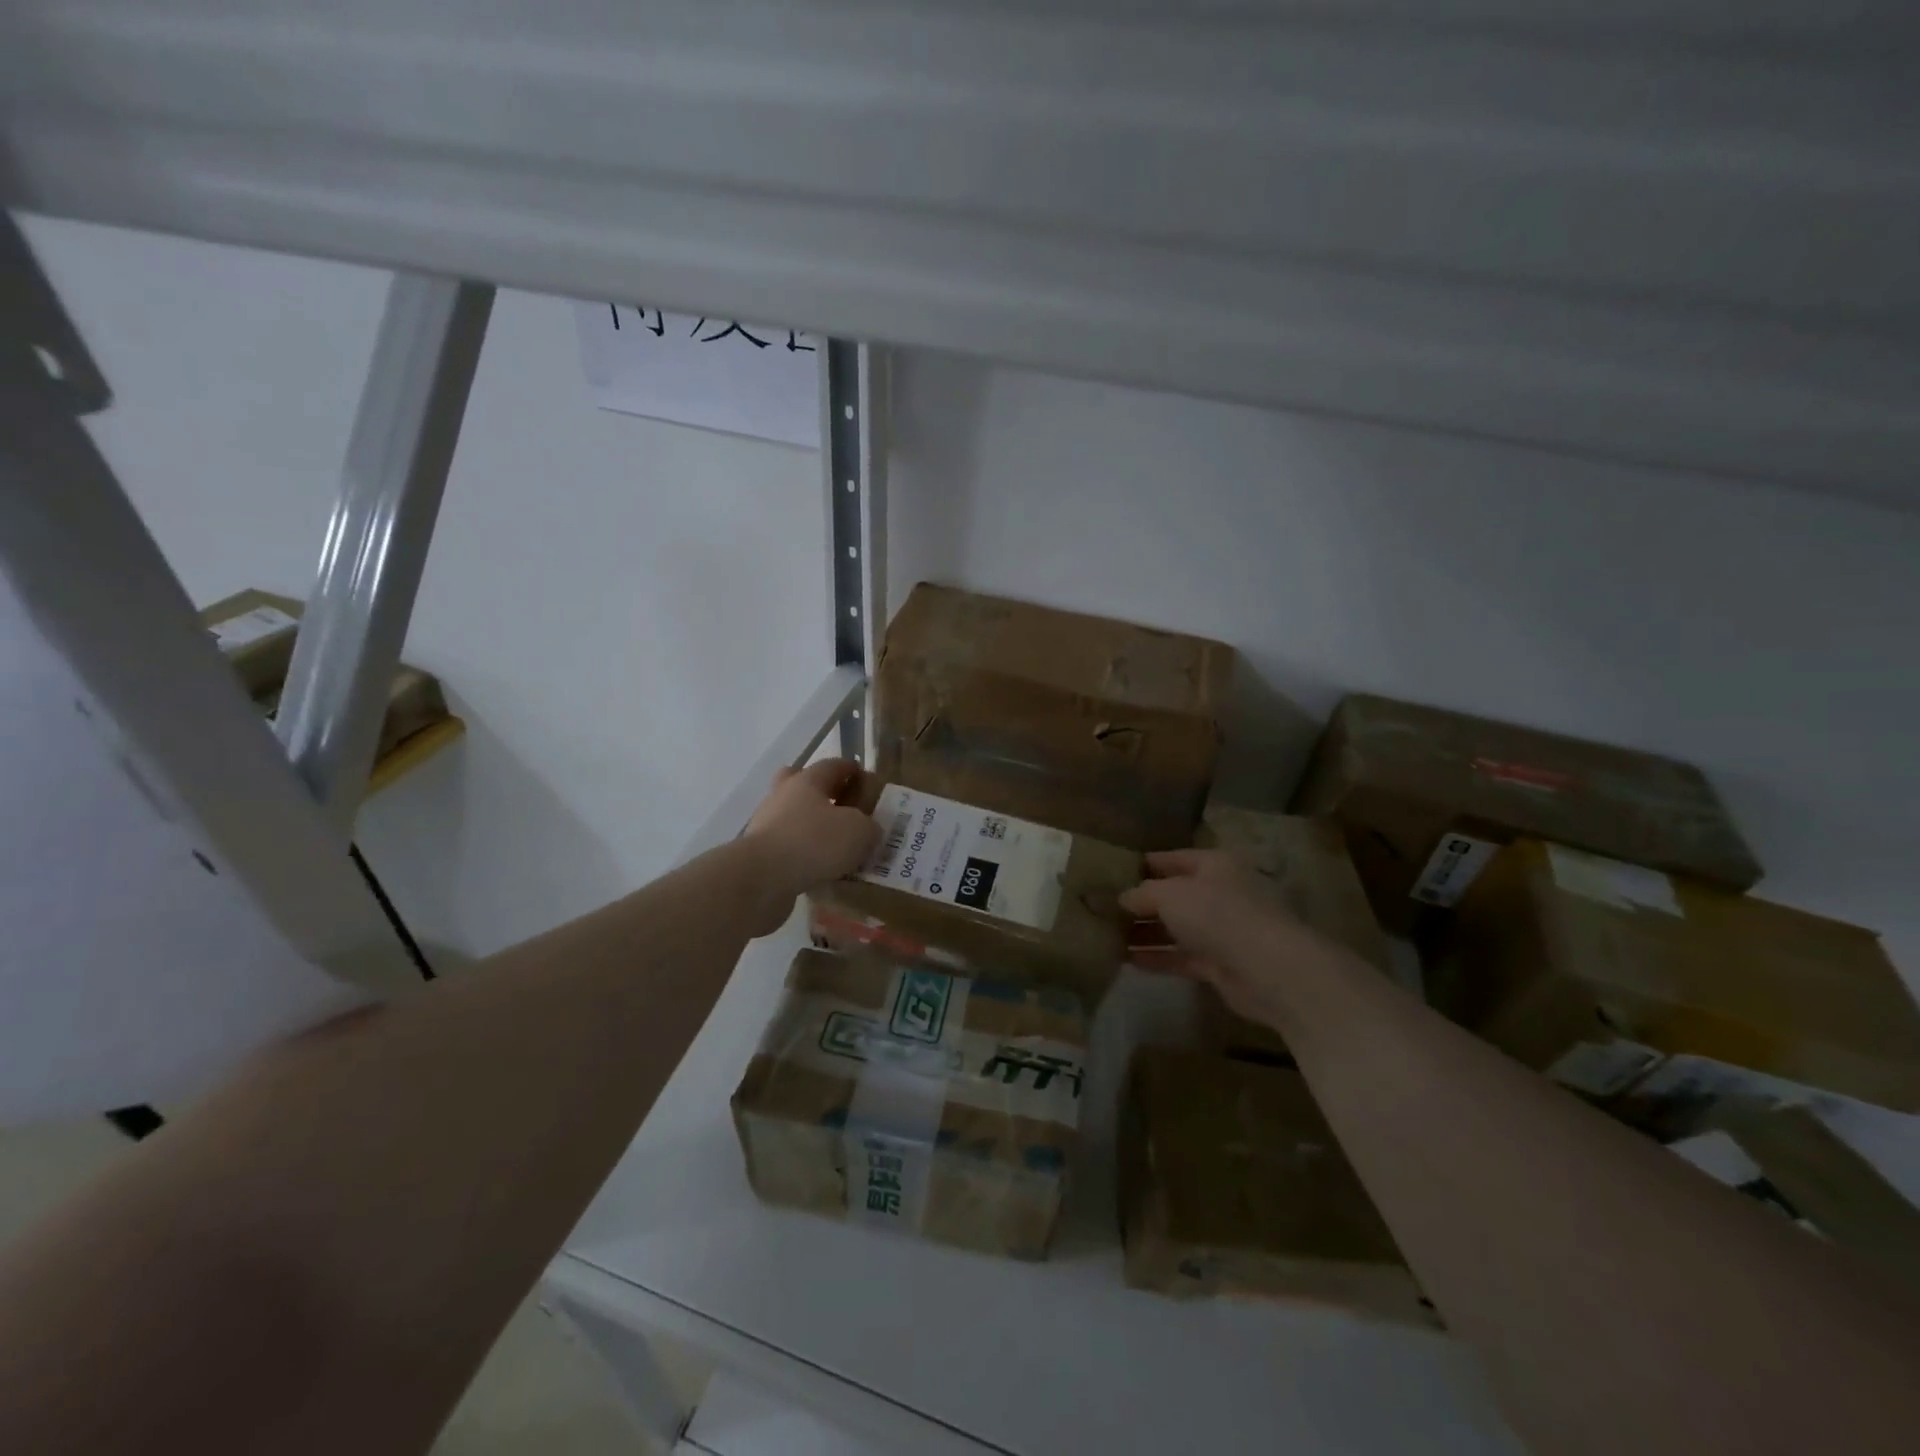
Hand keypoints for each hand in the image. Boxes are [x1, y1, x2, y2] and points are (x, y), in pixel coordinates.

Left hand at [738, 759, 879, 935]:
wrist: (761, 879)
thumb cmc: (814, 842)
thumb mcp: (859, 831)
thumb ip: (869, 826)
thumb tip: (868, 829)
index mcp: (807, 780)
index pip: (833, 765)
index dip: (852, 770)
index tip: (867, 780)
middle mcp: (784, 796)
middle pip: (803, 785)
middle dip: (824, 793)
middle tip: (846, 808)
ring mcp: (768, 825)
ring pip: (795, 818)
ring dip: (814, 828)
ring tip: (840, 847)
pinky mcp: (761, 855)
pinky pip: (790, 848)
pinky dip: (806, 856)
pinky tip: (824, 870)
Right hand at [1120, 849, 1327, 1031]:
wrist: (1270, 969)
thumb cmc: (1218, 915)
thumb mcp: (1170, 894)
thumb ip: (1142, 893)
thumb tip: (1122, 898)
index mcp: (1213, 865)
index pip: (1172, 859)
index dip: (1142, 865)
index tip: (1110, 873)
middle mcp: (1219, 893)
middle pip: (1173, 895)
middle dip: (1140, 903)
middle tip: (1102, 909)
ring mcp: (1222, 931)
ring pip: (1175, 928)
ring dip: (1144, 933)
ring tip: (1106, 936)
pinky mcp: (1221, 965)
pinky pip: (1181, 957)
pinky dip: (1157, 958)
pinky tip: (1127, 960)